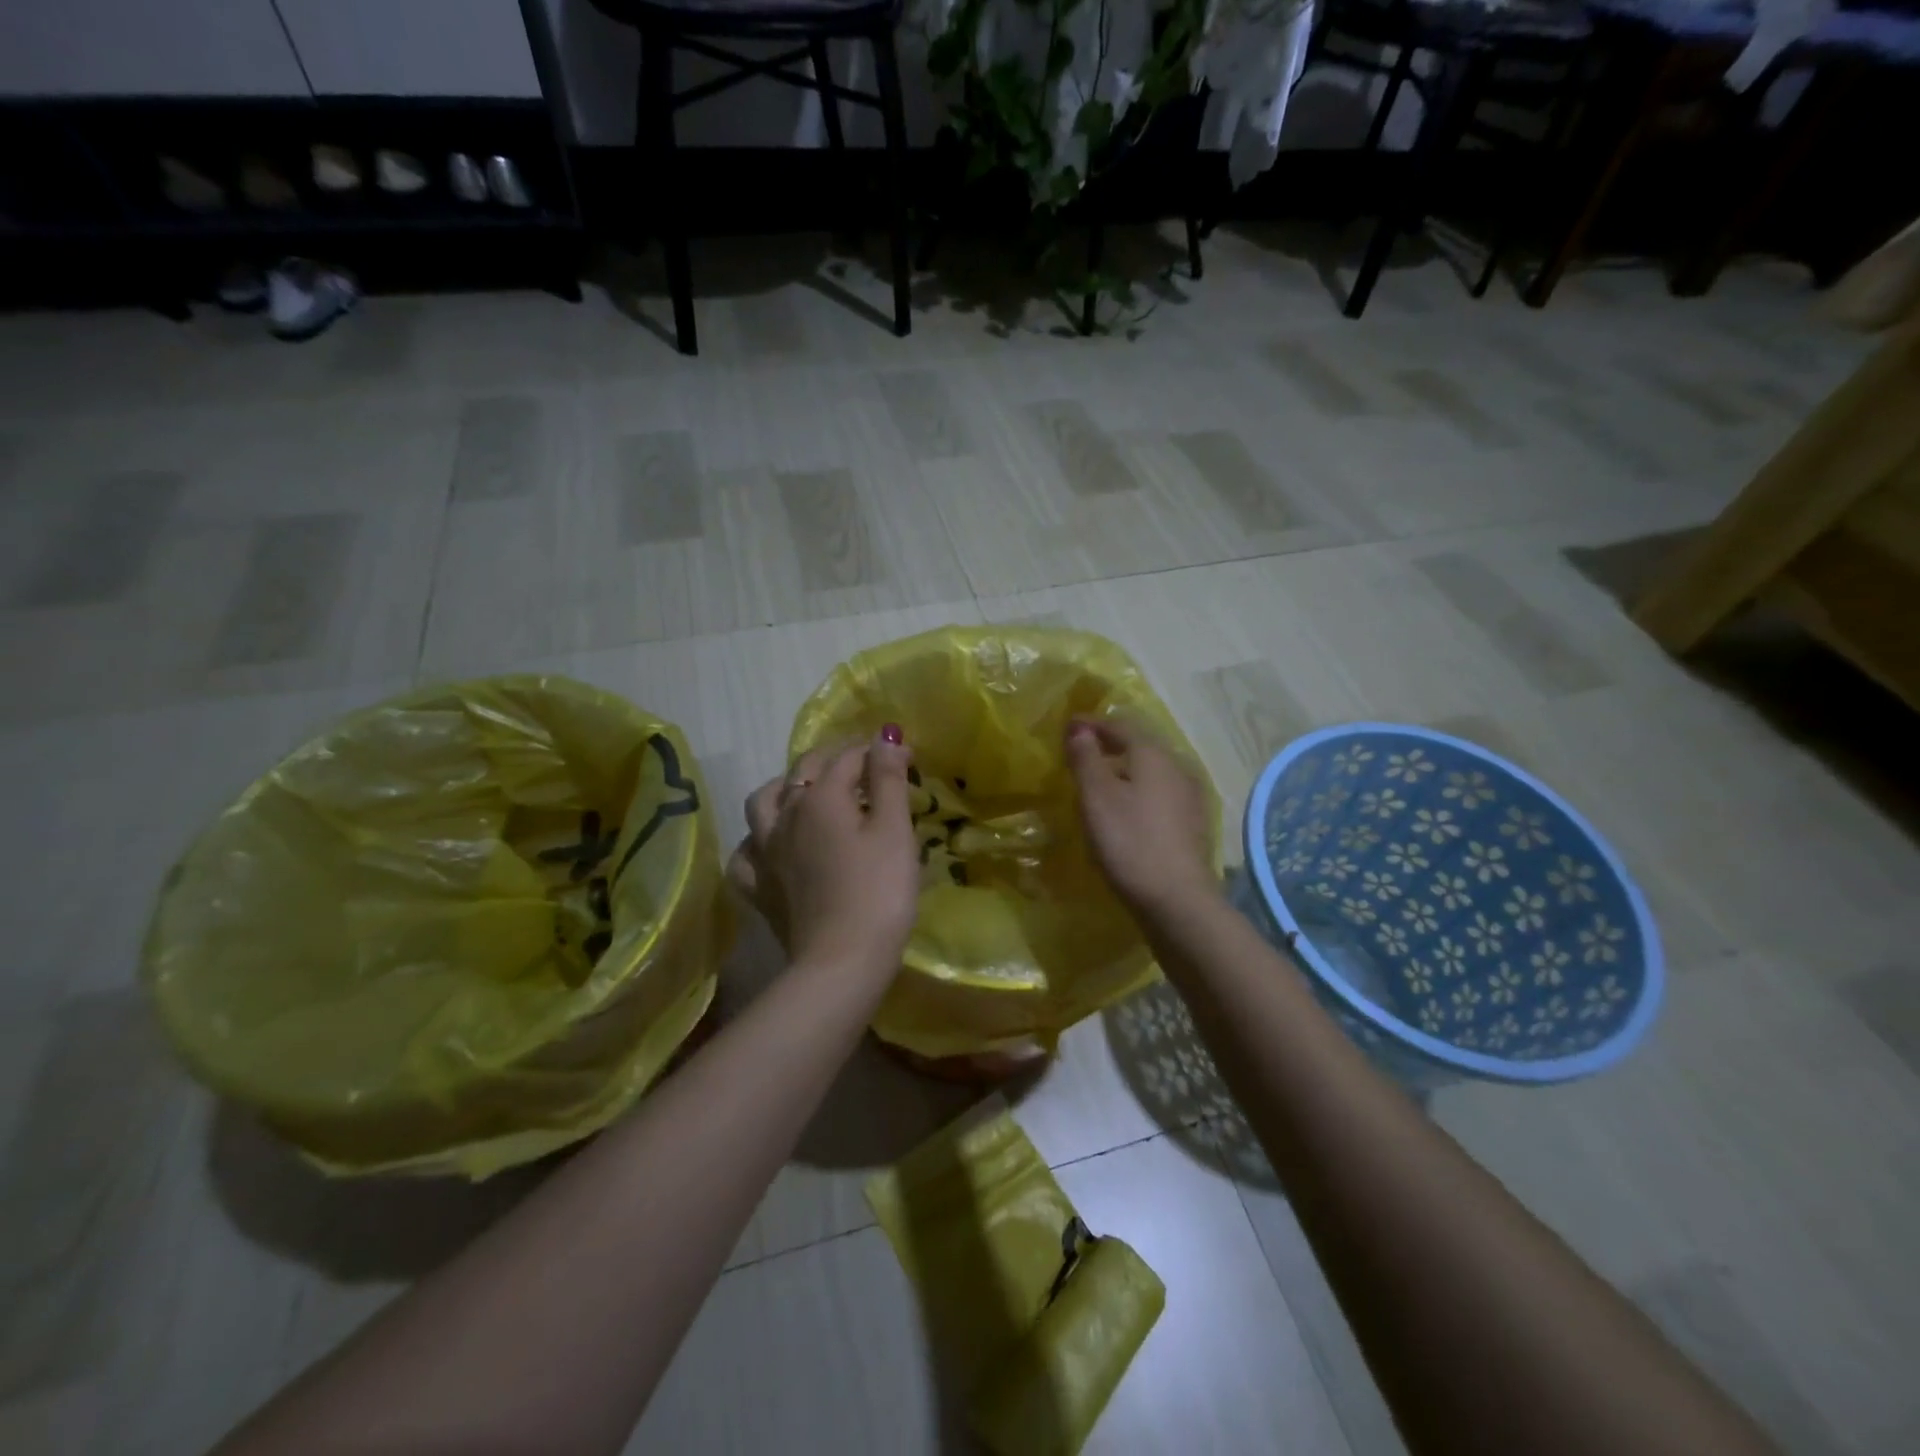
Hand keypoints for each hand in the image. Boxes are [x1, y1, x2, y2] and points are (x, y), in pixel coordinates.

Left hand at [727, 728, 919, 978]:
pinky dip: (758, 840)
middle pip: (804, 770)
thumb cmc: (879, 892)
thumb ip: (888, 779)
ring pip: (762, 802)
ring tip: (807, 793)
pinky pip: (747, 852)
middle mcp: (785, 815)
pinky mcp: (759, 886)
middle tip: (863, 766)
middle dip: (834, 759)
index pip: (848, 757)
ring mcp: (765, 851)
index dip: (877, 752)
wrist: (842, 961)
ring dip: (785, 788)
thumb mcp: (894, 831)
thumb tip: (885, 735)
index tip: (905, 758)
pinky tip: (772, 845)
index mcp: (821, 797)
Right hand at [1065, 716, 1216, 916]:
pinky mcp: (1192, 822)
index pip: (1120, 725)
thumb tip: (1080, 729)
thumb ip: (1086, 758)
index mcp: (1154, 754)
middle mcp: (1177, 766)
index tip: (1068, 725)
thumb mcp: (1097, 796)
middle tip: (1081, 750)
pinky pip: (1159, 792)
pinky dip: (1138, 789)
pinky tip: (1126, 807)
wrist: (1177, 899)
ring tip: (1100, 779)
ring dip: (1124, 768)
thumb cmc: (1129, 841)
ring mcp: (1189, 795)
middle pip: (1140, 744)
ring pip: (1151, 769)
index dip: (1092, 723)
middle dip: (1110, 743)